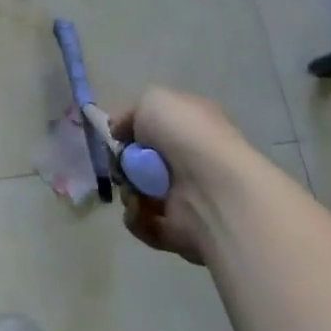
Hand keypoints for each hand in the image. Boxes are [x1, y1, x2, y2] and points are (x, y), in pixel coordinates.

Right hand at [110, 86, 253, 266]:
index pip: (156, 127)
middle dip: (124, 165)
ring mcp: (188, 197)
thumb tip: (120, 132)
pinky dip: (137, 218)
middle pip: (142, 163)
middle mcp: (192, 161)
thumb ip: (131, 113)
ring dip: (128, 192)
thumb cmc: (185, 135)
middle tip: (122, 166)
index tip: (117, 134)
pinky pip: (145, 224)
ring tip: (134, 192)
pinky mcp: (181, 231)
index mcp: (192, 127)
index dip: (132, 129)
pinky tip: (141, 210)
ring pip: (140, 194)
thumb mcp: (153, 99)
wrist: (213, 187)